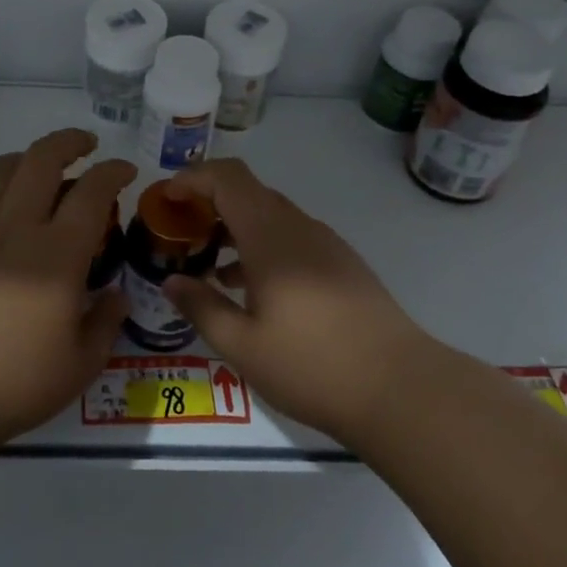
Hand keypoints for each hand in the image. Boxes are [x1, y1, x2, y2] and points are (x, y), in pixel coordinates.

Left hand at [0, 129, 134, 449]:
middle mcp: (15, 228)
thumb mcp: (79, 366)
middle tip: (85, 145)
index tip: (124, 170)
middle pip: (43, 160)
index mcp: (57, 256)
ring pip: (0, 169)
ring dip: (26, 158)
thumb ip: (105, 324)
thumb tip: (116, 295)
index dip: (113, 172)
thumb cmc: (11, 384)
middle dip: (70, 142)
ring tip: (38, 168)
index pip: (92, 193)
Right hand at [163, 159, 429, 443]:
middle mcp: (299, 228)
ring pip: (270, 216)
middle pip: (248, 192)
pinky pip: (291, 238)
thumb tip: (173, 281)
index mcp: (271, 237)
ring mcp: (325, 245)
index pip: (227, 178)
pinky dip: (261, 247)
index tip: (165, 199)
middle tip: (180, 234)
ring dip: (235, 228)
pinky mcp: (342, 265)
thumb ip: (201, 307)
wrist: (401, 389)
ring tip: (207, 265)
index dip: (192, 178)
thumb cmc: (312, 365)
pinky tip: (250, 289)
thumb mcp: (242, 345)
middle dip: (208, 203)